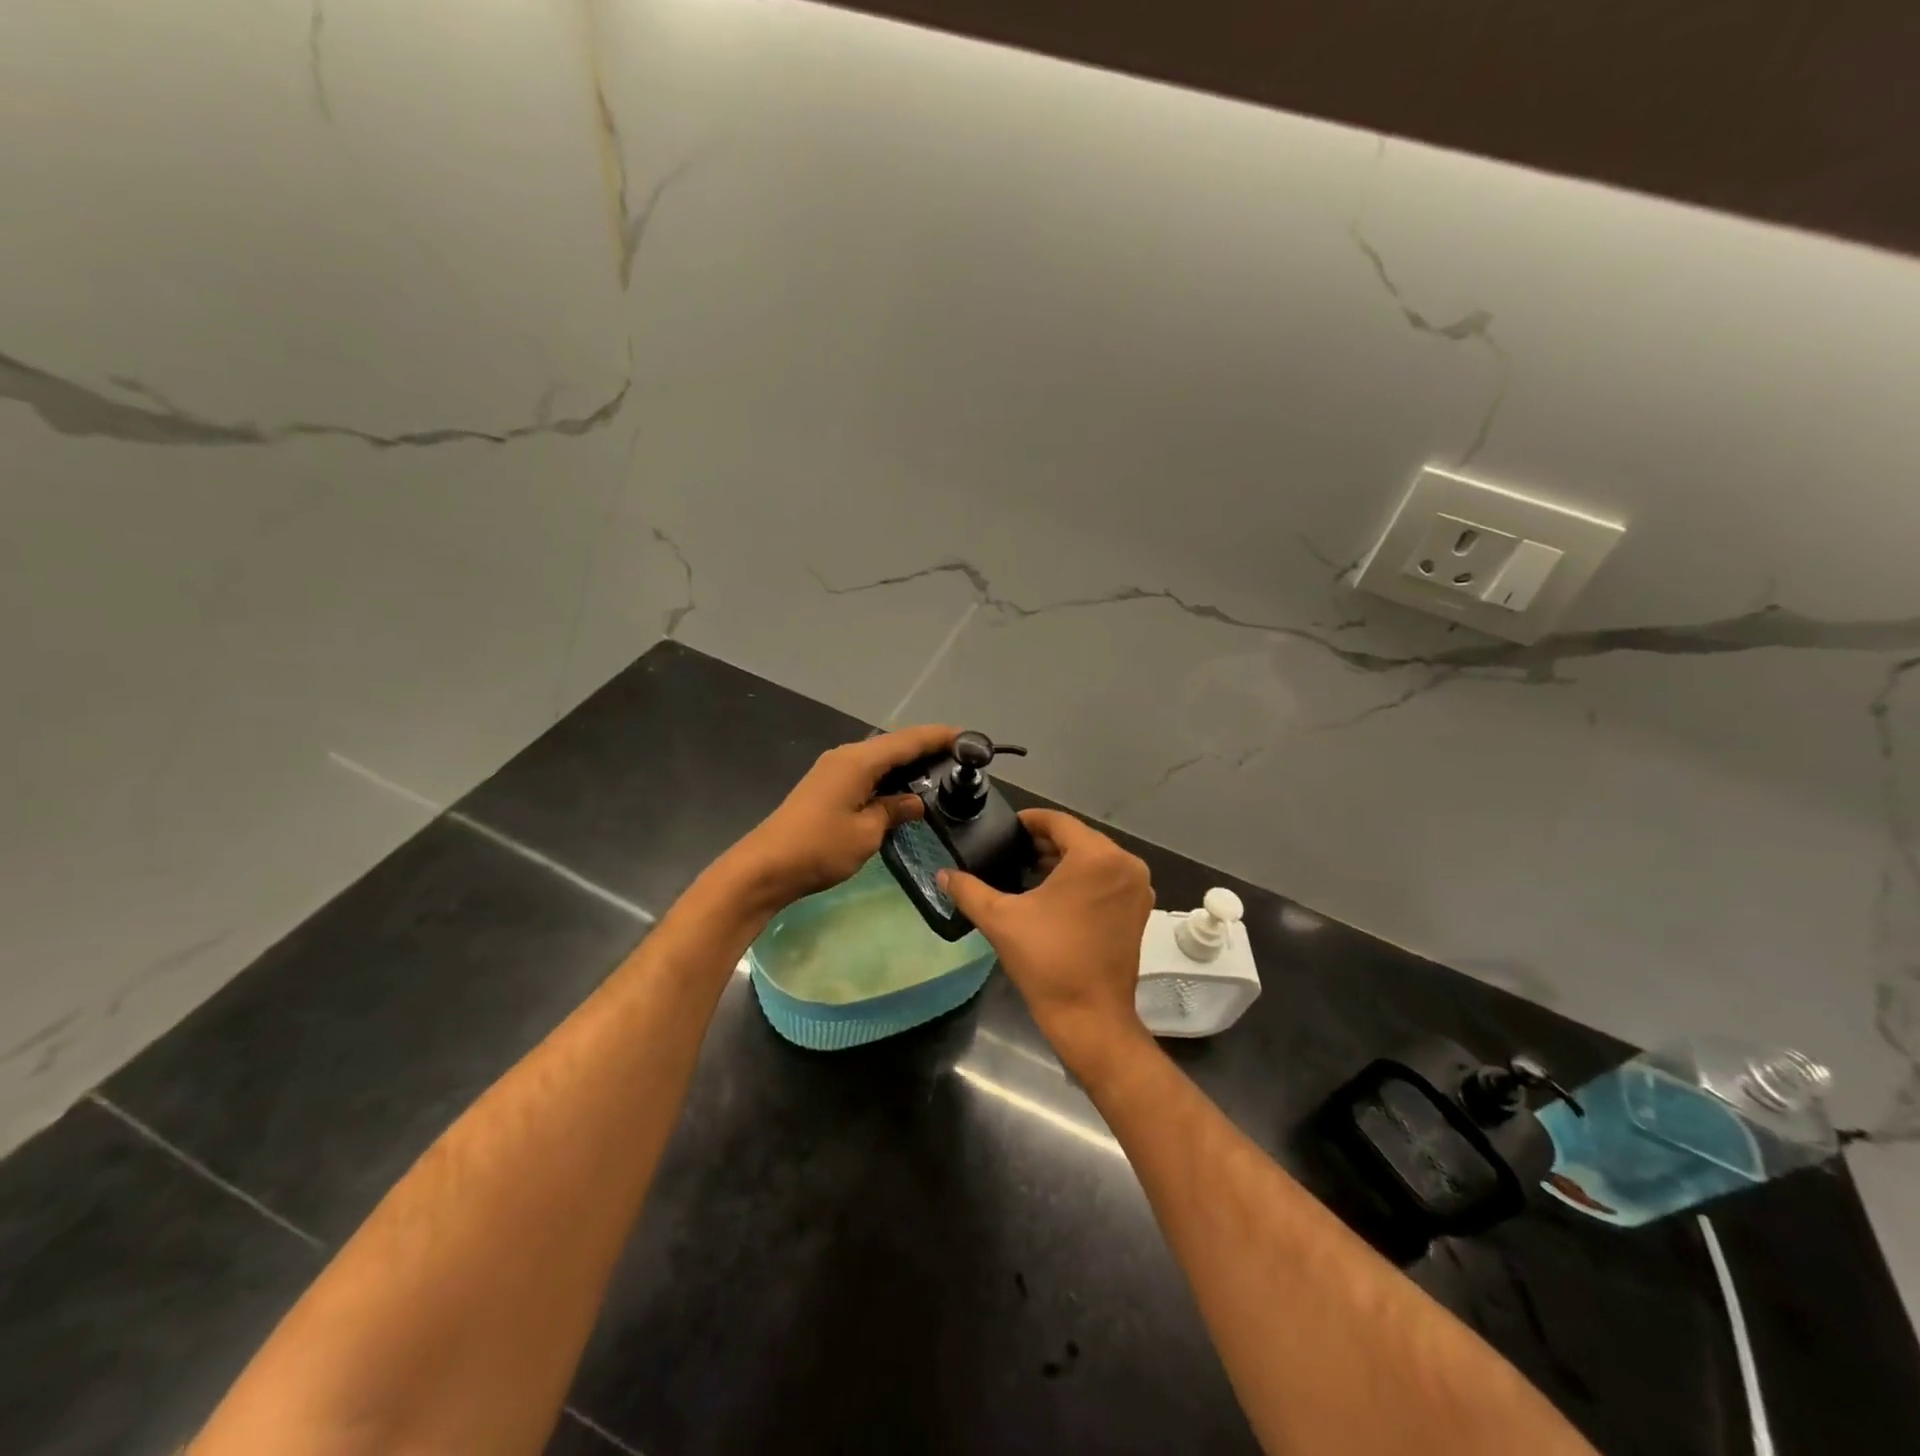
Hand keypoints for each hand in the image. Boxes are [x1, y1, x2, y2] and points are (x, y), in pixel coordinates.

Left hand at [725, 724, 957, 910]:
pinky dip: (889, 776)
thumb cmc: (819, 848)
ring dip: (907, 763)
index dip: (939, 737)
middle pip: (893, 744)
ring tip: (939, 772)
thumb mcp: (867, 832)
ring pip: (879, 758)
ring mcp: (833, 770)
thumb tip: (915, 802)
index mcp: (858, 761)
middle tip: (960, 758)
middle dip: (926, 748)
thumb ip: (894, 811)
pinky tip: (903, 790)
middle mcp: (845, 756)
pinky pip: (866, 772)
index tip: (969, 737)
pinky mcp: (826, 786)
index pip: (908, 741)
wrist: (765, 867)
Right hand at [938, 809, 1154, 1076]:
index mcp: (1096, 857)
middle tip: (1010, 852)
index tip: (1005, 829)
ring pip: (1094, 858)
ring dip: (1063, 861)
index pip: (1058, 821)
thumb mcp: (1000, 919)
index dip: (1028, 821)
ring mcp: (1136, 888)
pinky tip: (1053, 893)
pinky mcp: (1139, 909)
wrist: (1090, 1017)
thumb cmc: (1048, 961)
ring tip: (1027, 871)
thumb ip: (968, 890)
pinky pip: (1107, 878)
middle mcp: (1125, 864)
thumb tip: (942, 873)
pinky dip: (1083, 878)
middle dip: (1044, 842)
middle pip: (1078, 838)